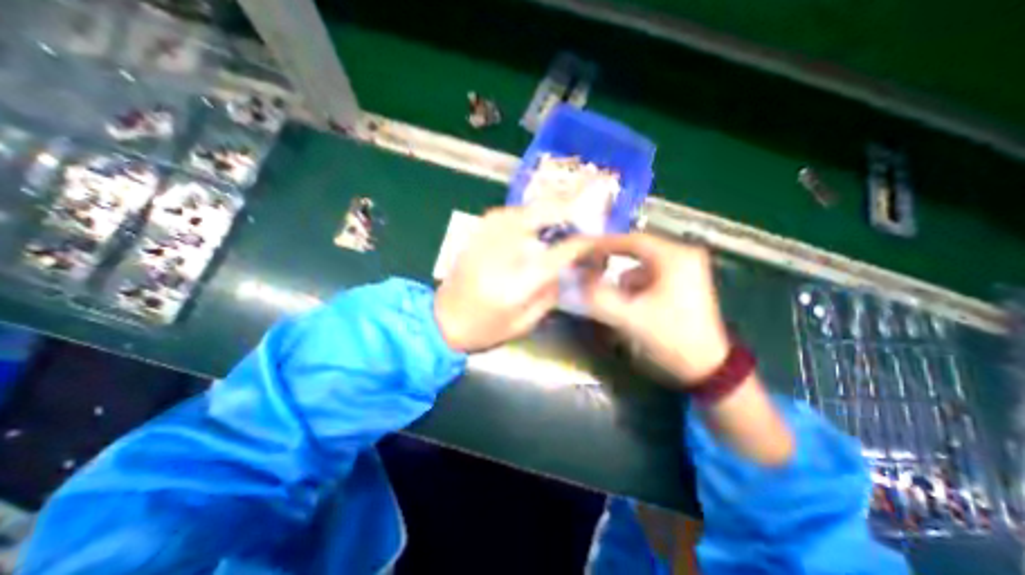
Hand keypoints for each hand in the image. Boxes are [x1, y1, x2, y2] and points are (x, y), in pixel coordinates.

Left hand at [432, 204, 593, 351]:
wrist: (440, 322)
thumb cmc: (484, 329)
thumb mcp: (523, 324)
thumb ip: (547, 295)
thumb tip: (562, 270)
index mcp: (517, 283)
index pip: (557, 253)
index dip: (580, 243)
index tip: (594, 239)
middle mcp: (501, 254)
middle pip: (535, 217)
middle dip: (562, 209)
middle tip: (578, 212)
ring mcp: (484, 241)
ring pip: (518, 210)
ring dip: (541, 208)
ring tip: (557, 215)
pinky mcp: (473, 238)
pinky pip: (500, 214)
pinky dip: (519, 213)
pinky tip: (526, 220)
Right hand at [579, 233, 733, 385]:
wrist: (706, 368)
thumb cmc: (671, 339)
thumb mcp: (631, 318)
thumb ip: (599, 298)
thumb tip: (574, 280)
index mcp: (675, 257)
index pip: (631, 240)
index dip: (602, 245)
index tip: (580, 252)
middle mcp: (682, 255)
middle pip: (636, 249)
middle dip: (610, 259)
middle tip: (587, 266)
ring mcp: (684, 268)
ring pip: (641, 263)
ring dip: (622, 274)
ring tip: (605, 287)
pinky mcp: (682, 282)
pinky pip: (648, 274)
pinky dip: (633, 283)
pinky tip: (628, 299)